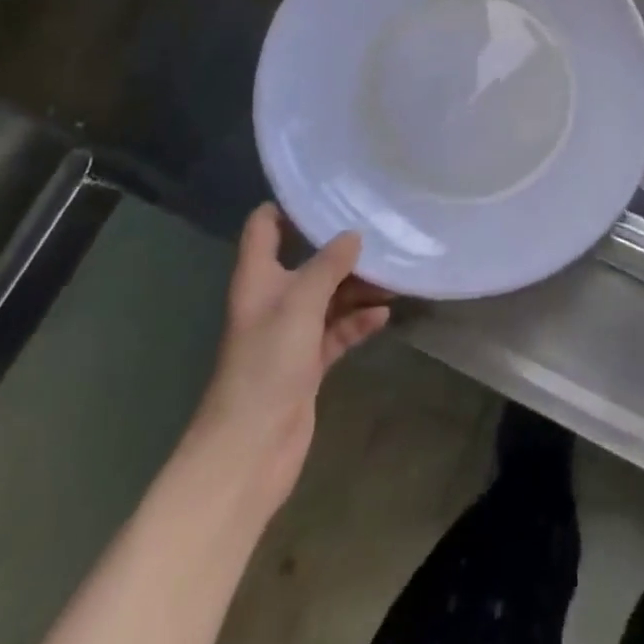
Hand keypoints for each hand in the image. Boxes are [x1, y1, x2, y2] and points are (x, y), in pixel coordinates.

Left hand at [186, 206, 390, 513]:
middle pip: (307, 261)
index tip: (329, 193)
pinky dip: (358, 321)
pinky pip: (337, 331)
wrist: (249, 450)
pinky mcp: (307, 364)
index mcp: (258, 278)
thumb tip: (353, 235)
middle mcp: (273, 300)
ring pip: (328, 296)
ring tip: (394, 275)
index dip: (288, 205)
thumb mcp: (300, 302)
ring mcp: (290, 334)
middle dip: (341, 248)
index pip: (265, 226)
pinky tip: (384, 315)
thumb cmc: (266, 364)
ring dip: (357, 286)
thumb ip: (329, 265)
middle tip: (381, 230)